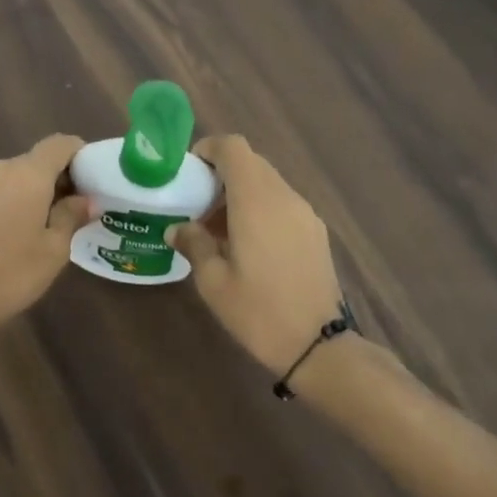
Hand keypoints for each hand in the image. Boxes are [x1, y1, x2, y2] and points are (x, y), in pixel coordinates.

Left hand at [0, 134, 91, 344]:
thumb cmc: (11, 273)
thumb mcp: (53, 249)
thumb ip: (72, 216)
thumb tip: (86, 199)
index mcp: (27, 173)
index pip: (60, 144)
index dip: (80, 155)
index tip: (92, 178)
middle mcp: (0, 167)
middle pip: (37, 160)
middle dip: (58, 178)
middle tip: (76, 208)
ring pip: (15, 176)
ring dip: (34, 191)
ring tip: (48, 223)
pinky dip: (13, 200)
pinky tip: (19, 230)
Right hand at [166, 135, 346, 374]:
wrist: (319, 347)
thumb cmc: (258, 311)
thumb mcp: (213, 281)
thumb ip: (194, 244)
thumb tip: (177, 228)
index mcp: (256, 201)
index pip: (234, 148)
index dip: (209, 149)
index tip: (190, 170)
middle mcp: (284, 198)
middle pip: (252, 163)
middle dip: (222, 174)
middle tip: (197, 203)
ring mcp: (305, 215)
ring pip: (268, 183)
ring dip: (241, 193)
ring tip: (218, 229)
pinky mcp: (316, 233)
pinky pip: (282, 204)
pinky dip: (260, 208)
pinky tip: (247, 245)